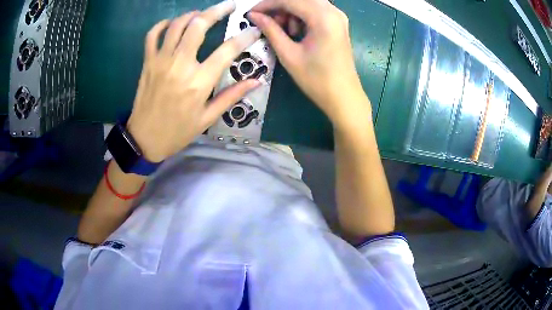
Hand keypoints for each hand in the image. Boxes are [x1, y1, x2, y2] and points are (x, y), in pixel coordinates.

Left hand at [127, 0, 260, 161]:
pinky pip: (152, 35)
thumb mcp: (208, 118)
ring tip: (202, 14)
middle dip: (217, 10)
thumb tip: (256, 81)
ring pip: (177, 25)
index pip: (228, 50)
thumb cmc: (178, 131)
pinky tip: (172, 24)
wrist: (144, 139)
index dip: (245, 37)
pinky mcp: (148, 62)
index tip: (254, 30)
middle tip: (230, 5)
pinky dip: (163, 25)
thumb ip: (232, 96)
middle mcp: (180, 65)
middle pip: (199, 25)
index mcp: (199, 82)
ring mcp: (161, 60)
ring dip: (192, 14)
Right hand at [248, 0, 369, 128]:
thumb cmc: (316, 79)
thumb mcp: (289, 54)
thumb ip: (270, 30)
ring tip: (284, 31)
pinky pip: (315, 10)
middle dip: (279, 6)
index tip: (251, 14)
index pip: (289, 0)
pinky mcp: (338, 23)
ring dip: (291, 11)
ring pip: (307, 2)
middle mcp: (333, 11)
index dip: (266, 4)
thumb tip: (253, 16)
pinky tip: (297, 32)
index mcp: (323, 17)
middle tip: (267, 22)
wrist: (343, 96)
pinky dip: (301, 16)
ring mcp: (338, 16)